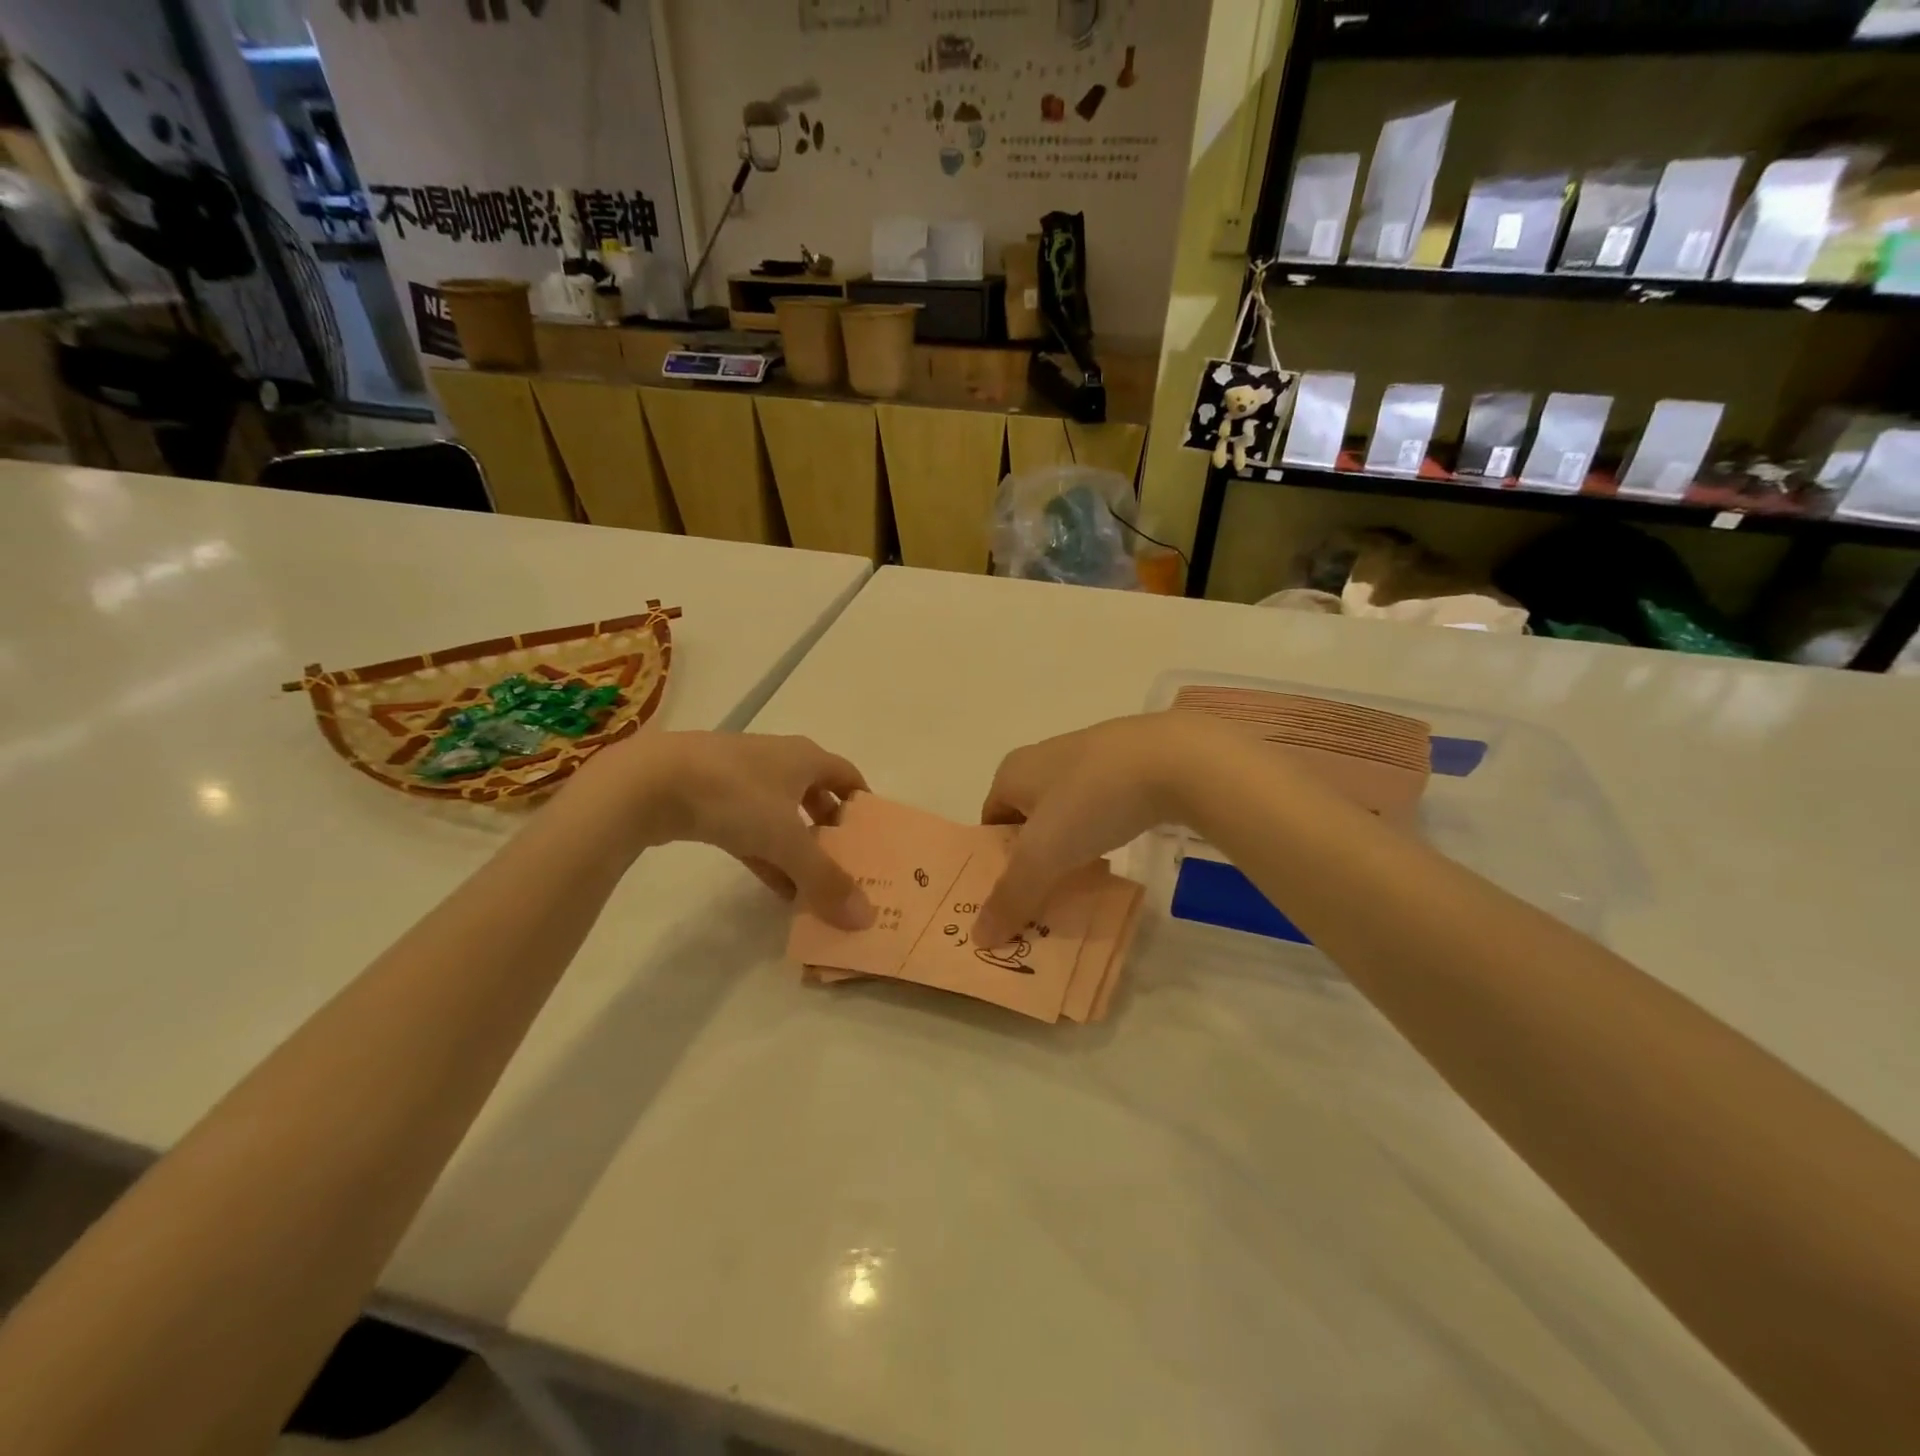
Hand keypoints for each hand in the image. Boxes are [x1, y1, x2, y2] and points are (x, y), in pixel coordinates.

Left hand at [572, 732, 875, 928]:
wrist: (650, 782)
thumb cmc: (735, 796)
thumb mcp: (787, 840)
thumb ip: (825, 879)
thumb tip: (865, 918)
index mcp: (805, 758)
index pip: (848, 776)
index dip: (863, 805)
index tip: (874, 839)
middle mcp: (778, 762)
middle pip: (816, 796)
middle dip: (831, 831)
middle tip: (847, 867)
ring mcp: (742, 779)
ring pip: (782, 816)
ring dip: (799, 849)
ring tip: (815, 888)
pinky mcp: (710, 800)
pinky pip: (751, 830)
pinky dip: (767, 856)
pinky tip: (777, 888)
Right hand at [973, 714, 1220, 947]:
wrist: (1174, 758)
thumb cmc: (1092, 800)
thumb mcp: (1044, 855)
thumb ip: (1012, 895)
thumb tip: (979, 937)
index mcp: (1013, 772)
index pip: (990, 823)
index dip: (994, 862)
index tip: (1008, 899)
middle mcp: (1043, 759)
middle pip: (1026, 820)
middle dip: (1032, 859)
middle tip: (1040, 900)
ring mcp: (1087, 758)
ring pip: (1065, 814)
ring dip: (1067, 848)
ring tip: (1078, 884)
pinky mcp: (1126, 764)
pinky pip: (1099, 807)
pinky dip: (1098, 832)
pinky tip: (1114, 854)